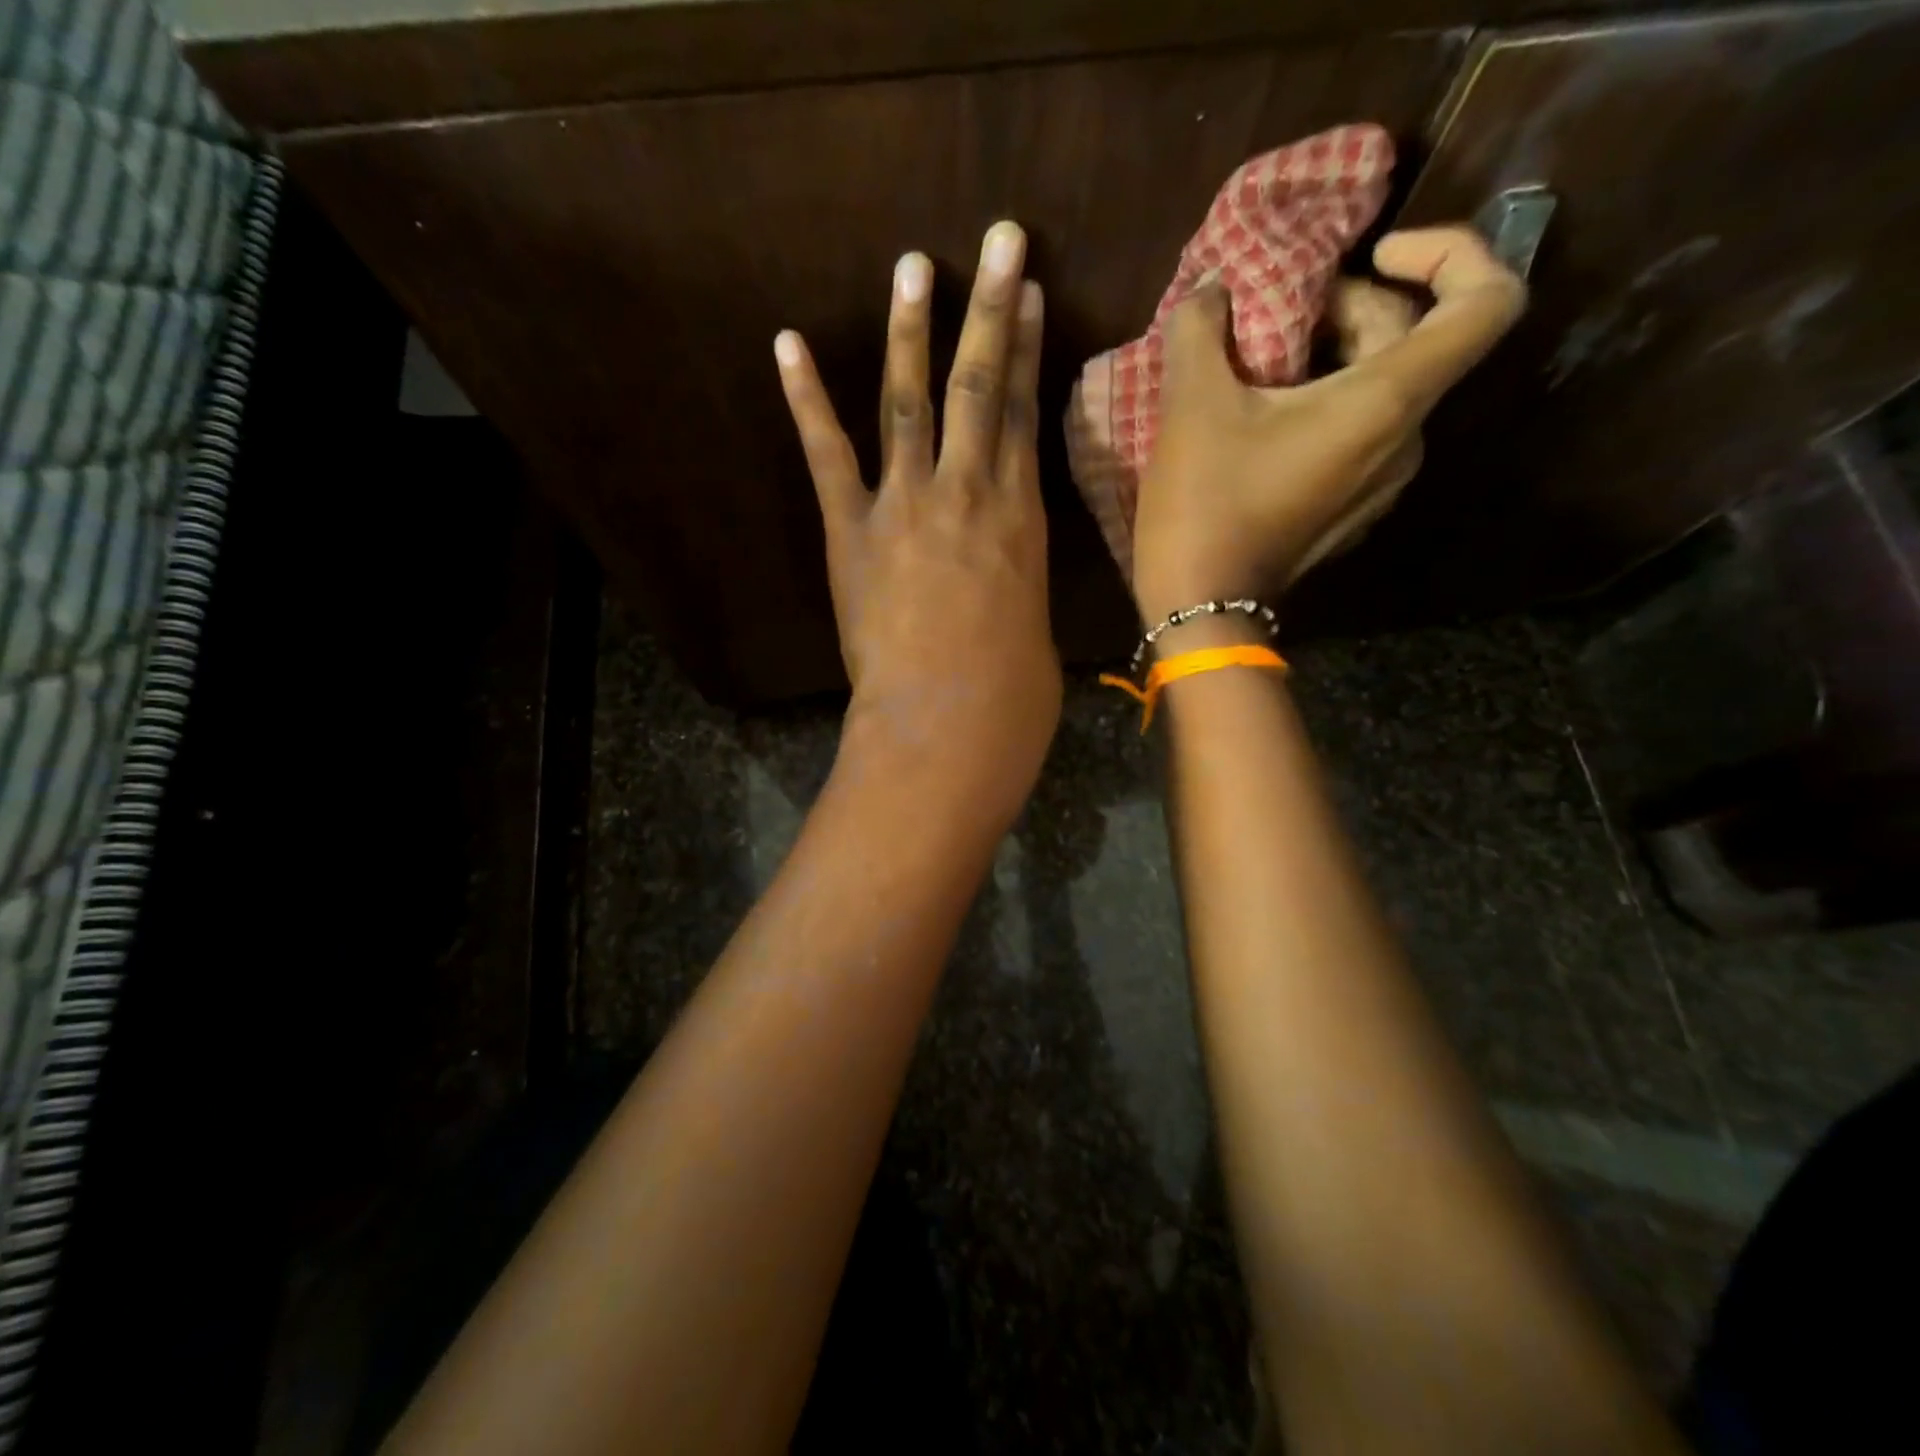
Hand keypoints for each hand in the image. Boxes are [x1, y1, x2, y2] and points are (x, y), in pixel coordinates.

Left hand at [776, 221, 1061, 829]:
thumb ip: (1015, 587)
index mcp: (1021, 517)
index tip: (1027, 295)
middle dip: (989, 307)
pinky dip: (805, 398)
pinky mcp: (853, 529)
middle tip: (997, 238)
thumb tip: (1003, 581)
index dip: (1026, 349)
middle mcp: (970, 491)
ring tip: (913, 265)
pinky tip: (787, 344)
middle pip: (980, 385)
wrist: (951, 723)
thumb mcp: (1032, 629)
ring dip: (911, 330)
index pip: (1025, 414)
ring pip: (910, 401)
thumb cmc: (1011, 694)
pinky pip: (828, 453)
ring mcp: (908, 504)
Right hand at [1131, 226, 1526, 626]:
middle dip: (1351, 308)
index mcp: (1386, 402)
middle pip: (1414, 340)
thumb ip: (1201, 328)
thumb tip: (1213, 293)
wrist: (1201, 608)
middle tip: (1275, 316)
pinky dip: (1325, 407)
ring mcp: (1382, 484)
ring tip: (1260, 366)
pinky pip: (1359, 436)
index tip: (1376, 254)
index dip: (1451, 251)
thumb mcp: (1191, 405)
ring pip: (1382, 391)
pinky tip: (1263, 422)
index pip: (1488, 300)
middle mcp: (1406, 440)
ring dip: (1332, 359)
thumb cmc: (1204, 505)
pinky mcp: (1352, 512)